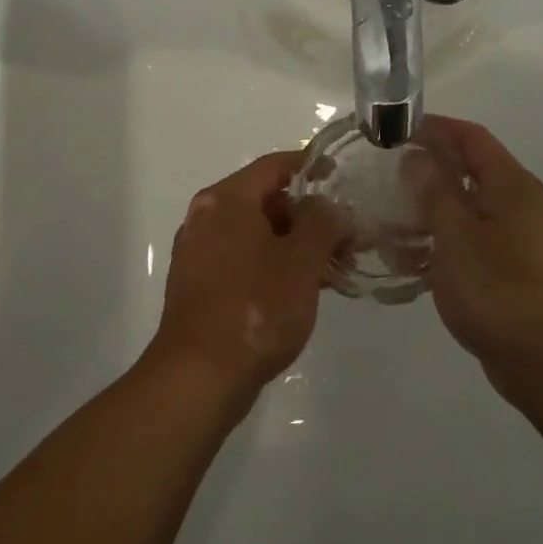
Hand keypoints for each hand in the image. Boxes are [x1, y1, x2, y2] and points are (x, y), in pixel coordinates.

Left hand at [145, 151, 347, 409]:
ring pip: (256, 233)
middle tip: (344, 242)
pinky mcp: (198, 285)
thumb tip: (330, 208)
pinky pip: (242, 259)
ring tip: (330, 272)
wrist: (198, 378)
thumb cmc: (254, 308)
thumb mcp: (302, 260)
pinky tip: (300, 292)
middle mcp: (206, 216)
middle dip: (309, 217)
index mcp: (226, 199)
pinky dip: (272, 265)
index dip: (311, 167)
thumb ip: (324, 222)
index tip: (341, 178)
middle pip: (266, 200)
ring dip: (294, 245)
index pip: (275, 165)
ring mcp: (198, 252)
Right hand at [411, 116, 542, 408]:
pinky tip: (411, 259)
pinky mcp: (511, 265)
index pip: (471, 136)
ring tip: (390, 217)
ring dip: (430, 208)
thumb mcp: (456, 236)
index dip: (435, 126)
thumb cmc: (498, 290)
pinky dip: (443, 239)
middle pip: (469, 169)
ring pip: (467, 206)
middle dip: (428, 168)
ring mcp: (518, 235)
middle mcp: (519, 201)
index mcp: (511, 184)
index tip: (396, 128)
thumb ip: (434, 191)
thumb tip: (416, 157)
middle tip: (386, 173)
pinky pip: (471, 238)